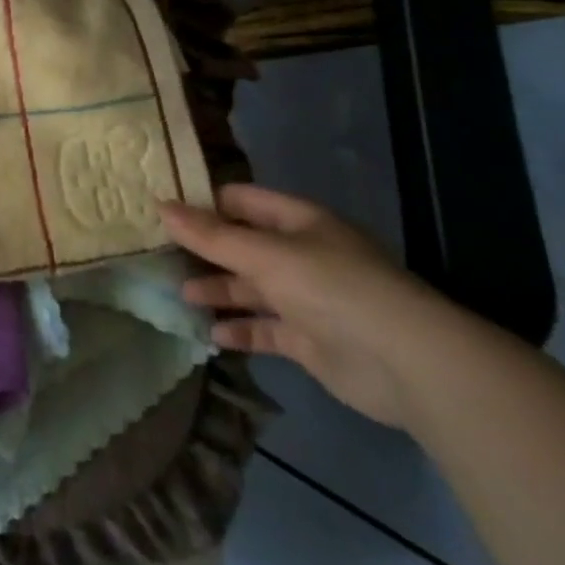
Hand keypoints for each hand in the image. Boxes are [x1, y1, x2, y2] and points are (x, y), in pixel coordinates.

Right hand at [162, 184, 458, 427]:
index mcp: (298, 222)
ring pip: (251, 289)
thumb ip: (211, 235)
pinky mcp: (309, 340)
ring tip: (180, 296)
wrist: (405, 363)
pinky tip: (211, 335)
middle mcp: (302, 255)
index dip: (204, 204)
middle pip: (243, 246)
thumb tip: (160, 205)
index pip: (242, 201)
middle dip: (204, 252)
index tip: (162, 212)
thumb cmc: (332, 288)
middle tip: (159, 257)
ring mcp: (307, 299)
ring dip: (218, 292)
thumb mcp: (264, 254)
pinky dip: (239, 331)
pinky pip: (265, 329)